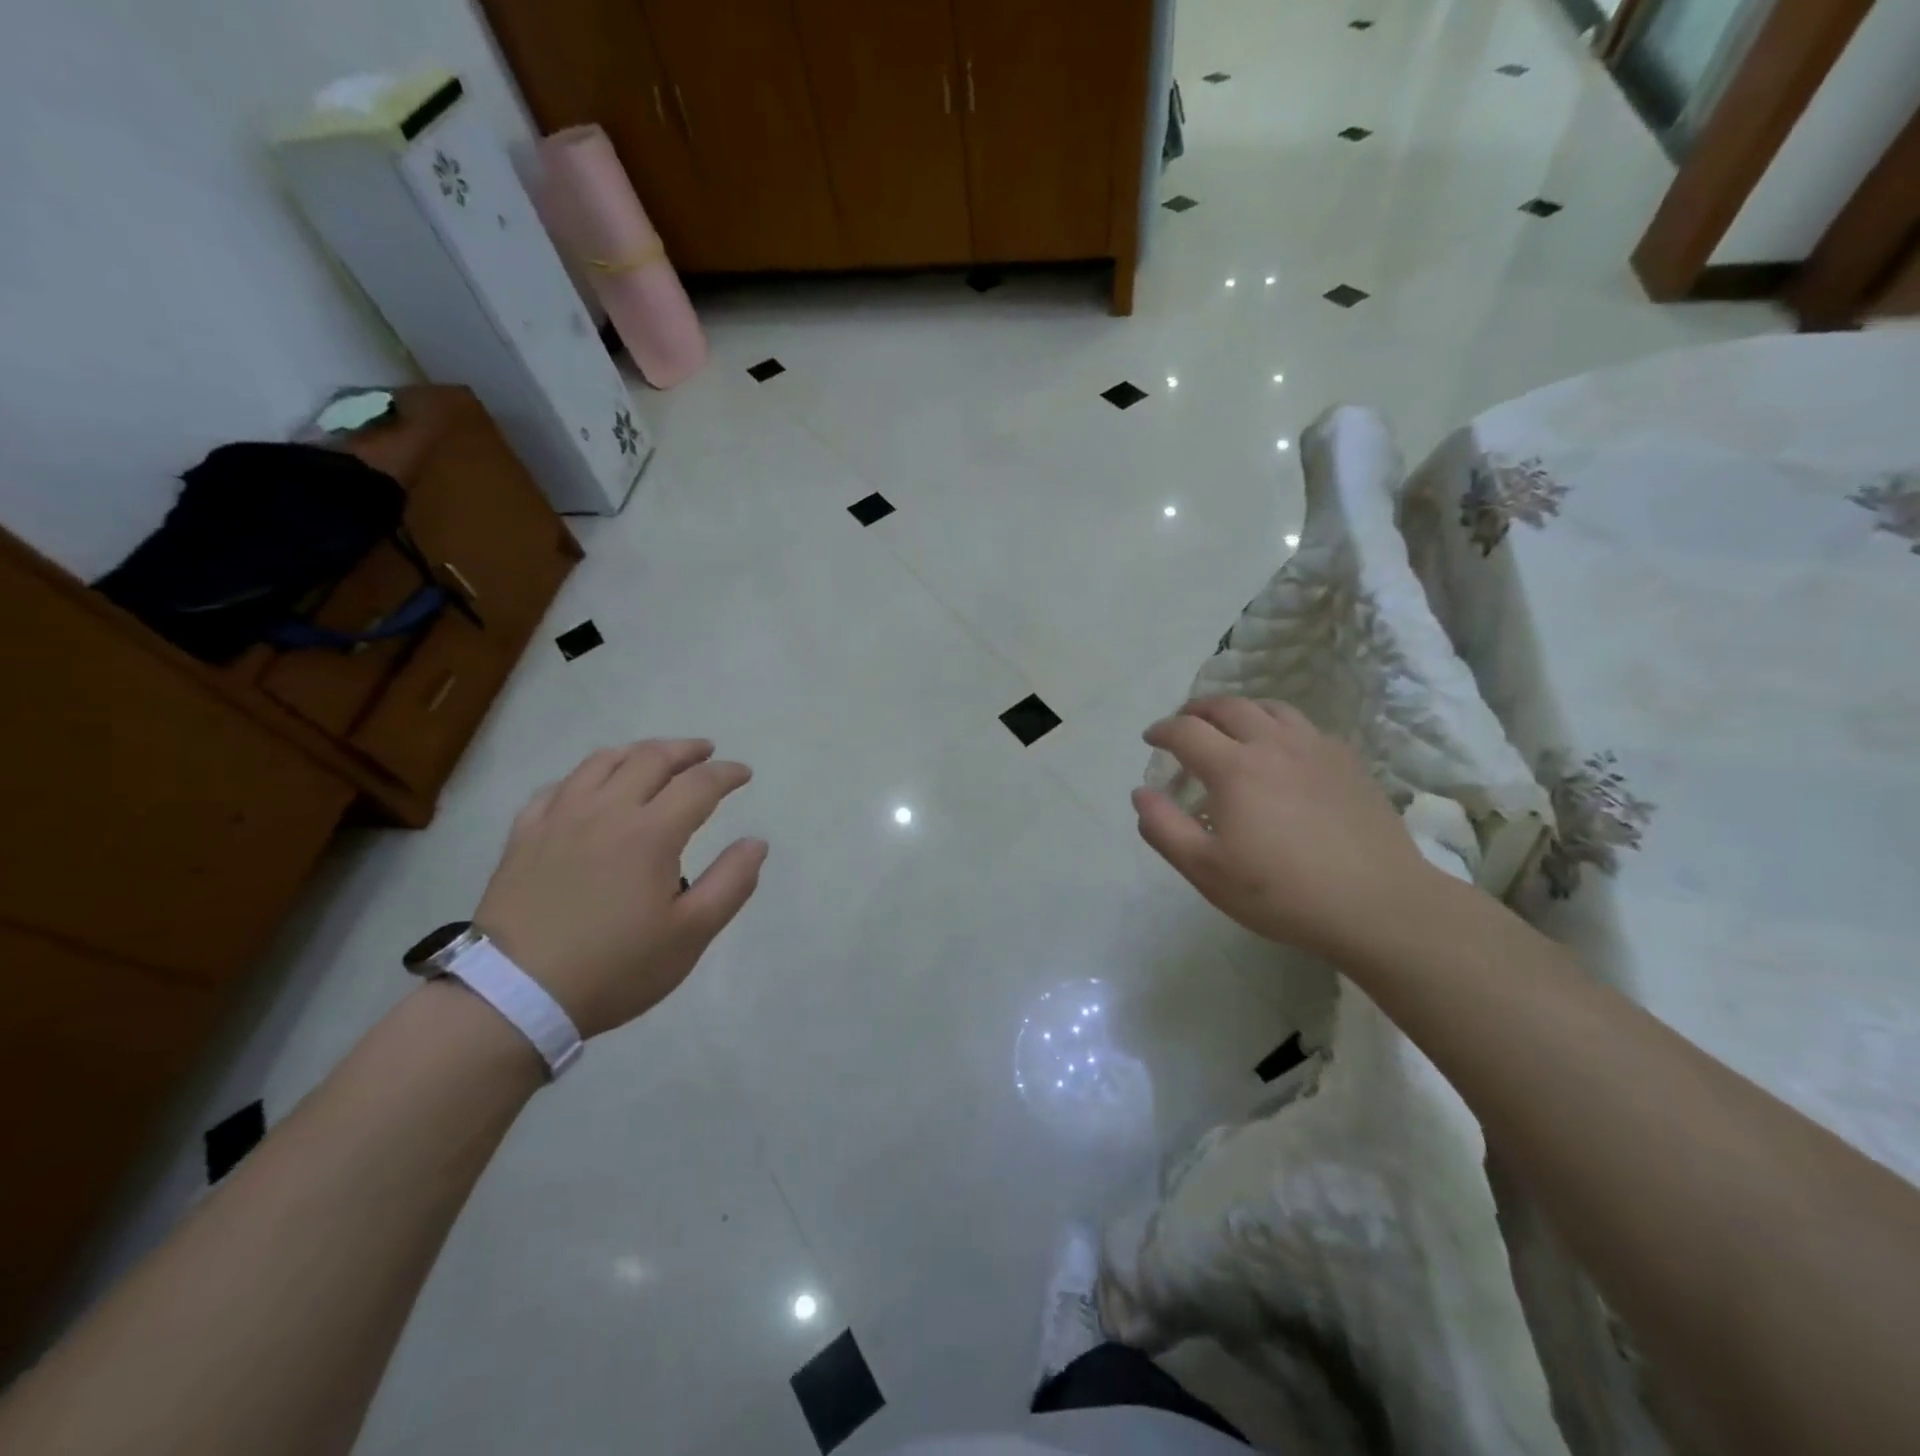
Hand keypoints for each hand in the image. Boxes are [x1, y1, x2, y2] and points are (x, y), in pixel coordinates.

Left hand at [475, 740, 766, 1036]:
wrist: (515, 995)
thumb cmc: (615, 966)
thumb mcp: (691, 934)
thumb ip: (731, 883)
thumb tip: (756, 842)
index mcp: (651, 833)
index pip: (699, 784)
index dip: (727, 773)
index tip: (744, 773)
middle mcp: (606, 811)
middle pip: (650, 759)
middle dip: (685, 750)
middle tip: (706, 752)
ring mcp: (559, 819)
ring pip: (601, 763)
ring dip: (636, 752)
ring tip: (653, 757)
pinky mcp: (524, 836)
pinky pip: (556, 788)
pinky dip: (584, 777)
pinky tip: (589, 788)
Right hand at [1135, 698, 1436, 960]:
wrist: (1377, 904)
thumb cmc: (1281, 892)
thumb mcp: (1206, 870)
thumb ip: (1164, 828)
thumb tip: (1141, 793)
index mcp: (1234, 768)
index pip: (1186, 731)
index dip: (1162, 730)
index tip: (1151, 739)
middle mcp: (1273, 744)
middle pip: (1228, 707)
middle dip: (1197, 710)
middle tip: (1184, 724)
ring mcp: (1316, 749)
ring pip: (1270, 708)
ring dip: (1239, 710)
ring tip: (1229, 726)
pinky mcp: (1347, 762)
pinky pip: (1304, 726)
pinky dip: (1278, 726)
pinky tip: (1281, 751)